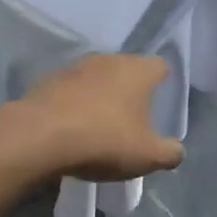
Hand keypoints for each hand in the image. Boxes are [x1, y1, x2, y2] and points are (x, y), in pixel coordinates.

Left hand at [11, 55, 185, 181]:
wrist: (39, 137)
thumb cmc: (104, 141)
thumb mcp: (146, 156)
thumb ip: (169, 153)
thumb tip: (177, 151)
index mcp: (139, 71)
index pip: (160, 67)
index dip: (163, 83)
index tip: (159, 104)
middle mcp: (110, 60)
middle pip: (128, 70)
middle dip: (131, 91)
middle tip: (132, 120)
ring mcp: (77, 67)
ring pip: (98, 78)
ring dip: (101, 96)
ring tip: (99, 126)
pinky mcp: (50, 80)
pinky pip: (72, 90)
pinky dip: (75, 104)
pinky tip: (72, 128)